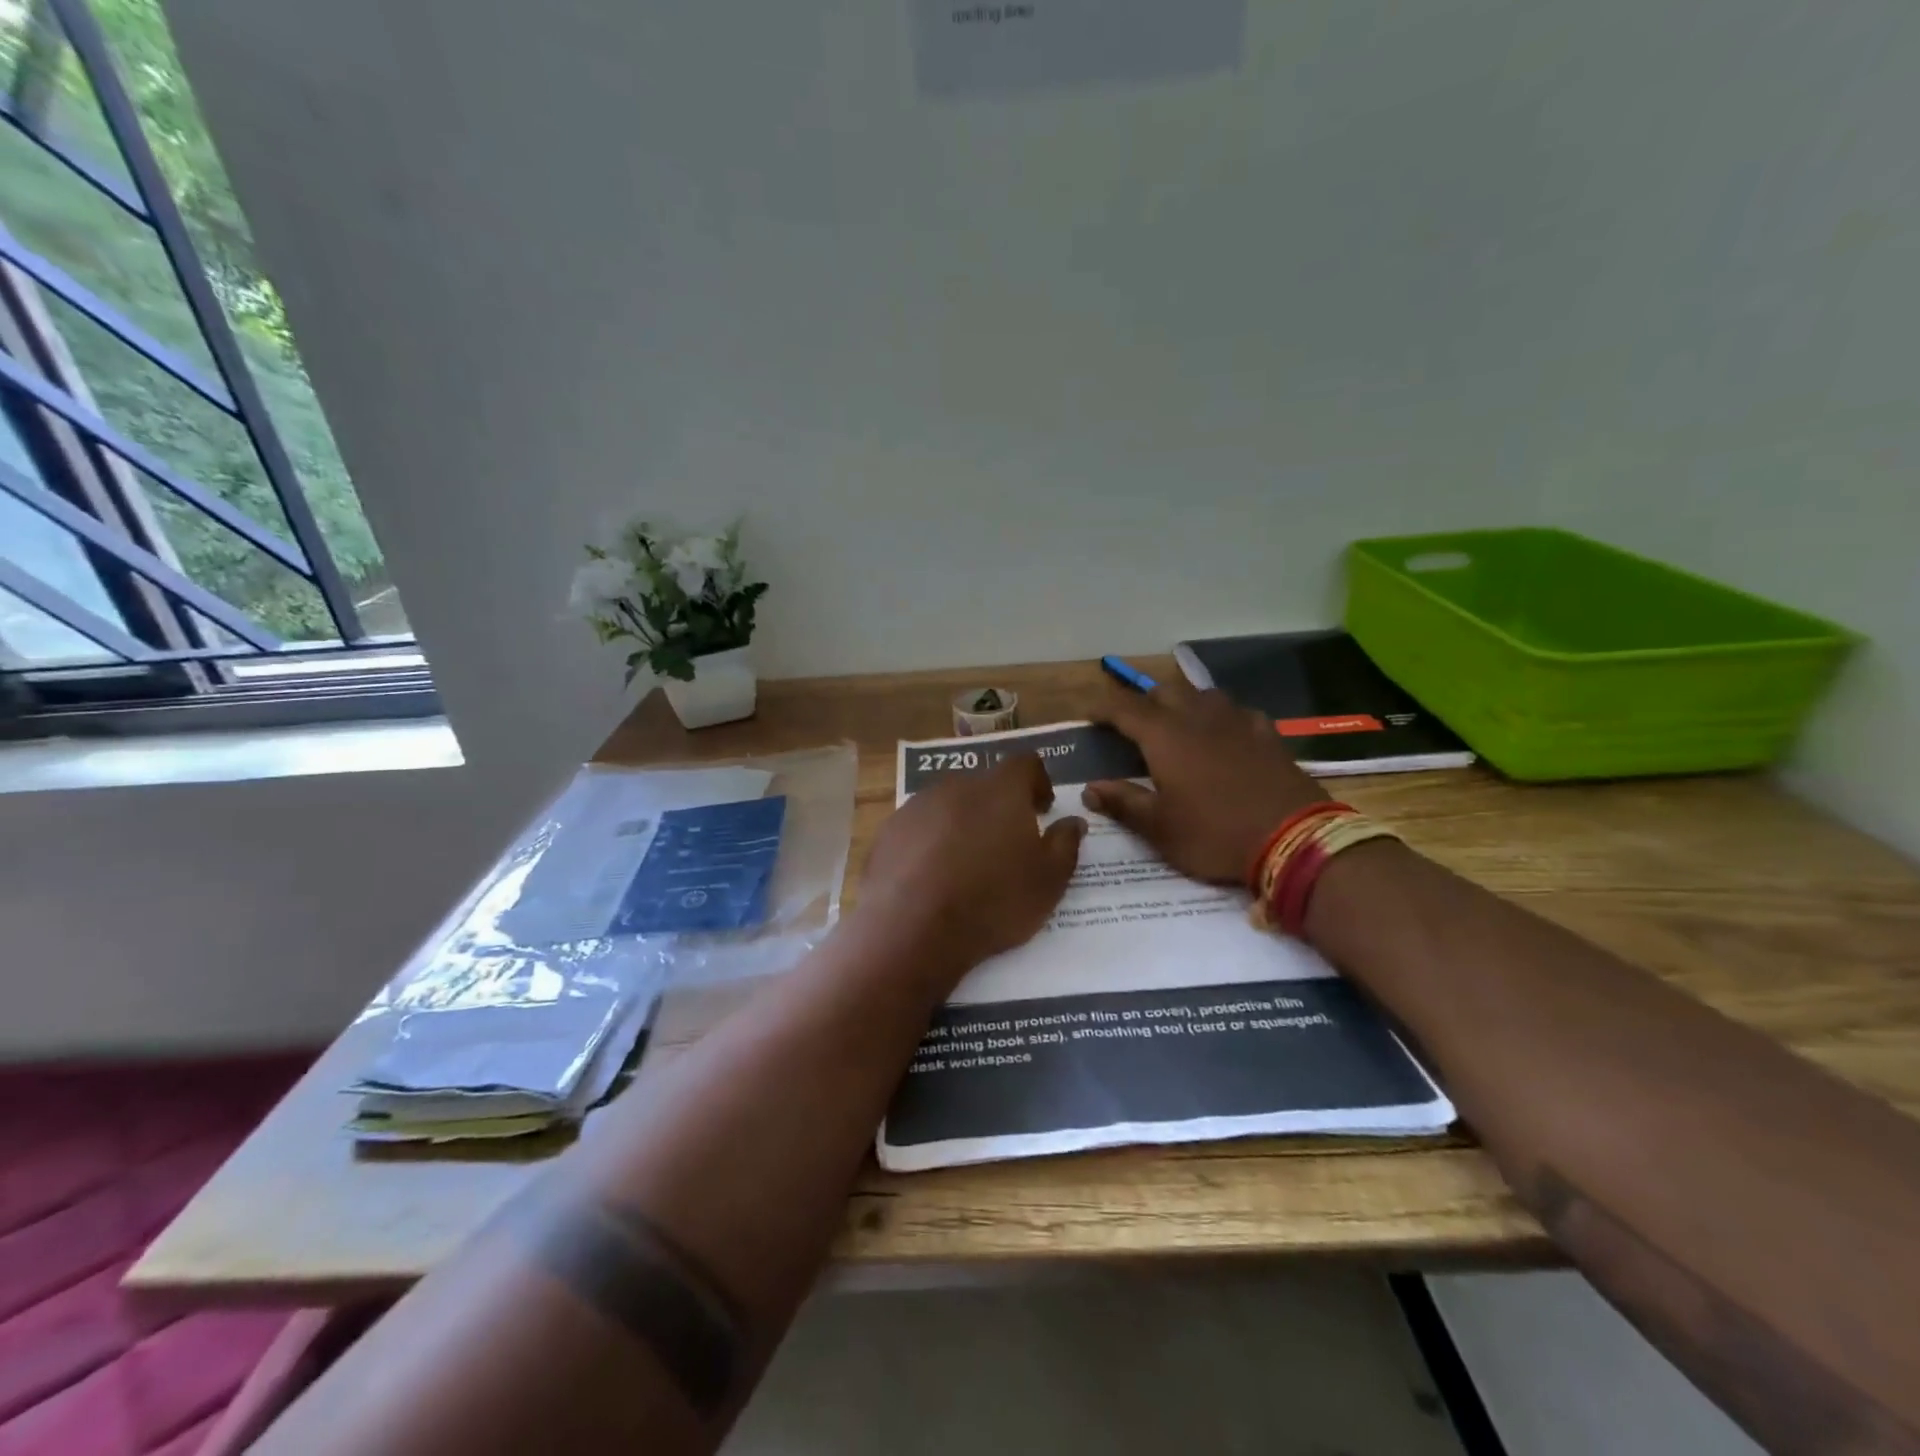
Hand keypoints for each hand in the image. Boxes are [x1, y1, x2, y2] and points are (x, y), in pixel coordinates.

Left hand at [861, 754, 1085, 982]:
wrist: (912, 928)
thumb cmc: (993, 901)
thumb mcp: (1048, 881)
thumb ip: (1066, 844)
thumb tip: (1073, 821)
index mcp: (1000, 789)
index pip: (1025, 764)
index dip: (1037, 782)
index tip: (1042, 808)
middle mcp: (957, 786)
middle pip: (984, 784)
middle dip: (999, 806)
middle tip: (1008, 842)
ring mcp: (917, 806)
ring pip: (948, 805)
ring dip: (962, 824)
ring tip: (968, 864)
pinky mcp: (889, 831)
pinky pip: (919, 829)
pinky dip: (930, 843)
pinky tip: (932, 878)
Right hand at [1083, 676, 1328, 885]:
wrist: (1294, 839)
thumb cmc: (1215, 834)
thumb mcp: (1160, 828)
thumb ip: (1123, 802)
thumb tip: (1090, 789)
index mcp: (1164, 737)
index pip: (1124, 709)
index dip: (1103, 709)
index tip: (1089, 716)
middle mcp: (1198, 717)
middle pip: (1163, 692)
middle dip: (1143, 702)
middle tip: (1132, 724)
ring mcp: (1236, 721)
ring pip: (1202, 694)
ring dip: (1182, 703)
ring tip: (1176, 723)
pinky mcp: (1267, 732)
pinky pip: (1236, 711)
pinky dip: (1220, 717)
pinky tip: (1223, 734)